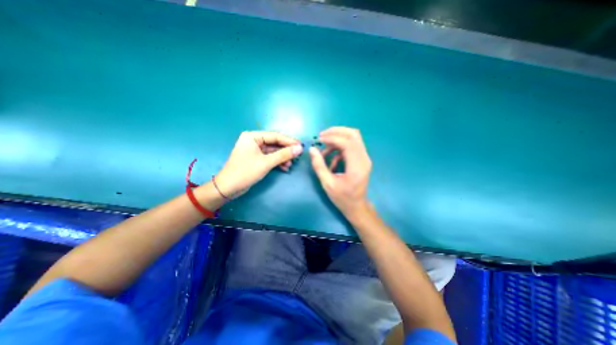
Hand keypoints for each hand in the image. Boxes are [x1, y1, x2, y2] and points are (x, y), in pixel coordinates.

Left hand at [214, 131, 303, 197]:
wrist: (228, 188)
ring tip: (291, 164)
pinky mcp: (256, 159)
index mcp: (253, 136)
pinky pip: (270, 157)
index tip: (301, 146)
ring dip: (282, 158)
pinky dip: (277, 162)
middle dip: (286, 151)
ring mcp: (255, 150)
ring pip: (273, 151)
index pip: (275, 136)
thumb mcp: (266, 163)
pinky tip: (285, 167)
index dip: (289, 141)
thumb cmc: (245, 172)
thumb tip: (299, 149)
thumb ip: (284, 155)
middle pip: (275, 143)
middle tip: (298, 156)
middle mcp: (253, 141)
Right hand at [311, 126, 371, 217]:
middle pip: (353, 134)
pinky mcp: (362, 159)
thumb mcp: (327, 183)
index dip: (332, 137)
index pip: (347, 142)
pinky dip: (340, 148)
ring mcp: (364, 158)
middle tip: (322, 136)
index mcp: (357, 166)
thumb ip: (319, 165)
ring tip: (324, 149)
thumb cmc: (342, 198)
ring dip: (338, 139)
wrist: (356, 206)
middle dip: (336, 131)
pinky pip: (351, 146)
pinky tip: (331, 159)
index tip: (319, 139)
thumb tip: (312, 149)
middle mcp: (364, 159)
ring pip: (353, 138)